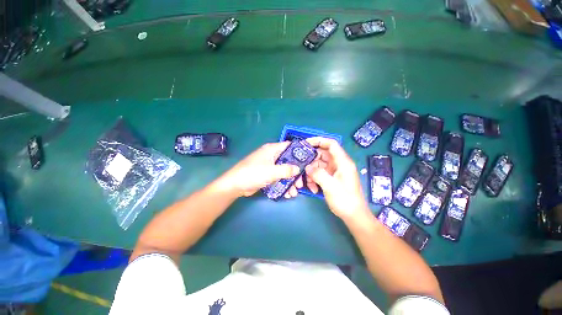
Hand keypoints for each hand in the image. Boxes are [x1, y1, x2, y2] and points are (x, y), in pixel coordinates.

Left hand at [221, 142, 300, 196]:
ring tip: (294, 192)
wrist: (235, 185)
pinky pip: (278, 177)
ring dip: (290, 181)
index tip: (309, 161)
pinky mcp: (266, 174)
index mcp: (272, 149)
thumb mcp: (272, 171)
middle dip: (295, 173)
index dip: (300, 152)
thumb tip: (298, 169)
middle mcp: (271, 155)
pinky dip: (283, 184)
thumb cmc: (253, 174)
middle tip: (300, 184)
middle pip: (288, 161)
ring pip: (284, 171)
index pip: (289, 146)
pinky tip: (287, 194)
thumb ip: (286, 169)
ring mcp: (269, 165)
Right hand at [304, 137, 370, 219]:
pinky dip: (315, 179)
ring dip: (312, 173)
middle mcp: (339, 164)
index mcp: (343, 162)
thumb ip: (318, 174)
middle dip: (311, 161)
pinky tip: (313, 188)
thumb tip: (307, 167)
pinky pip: (320, 173)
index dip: (319, 140)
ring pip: (319, 165)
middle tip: (302, 167)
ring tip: (309, 183)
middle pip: (322, 155)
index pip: (332, 144)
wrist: (353, 216)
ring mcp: (335, 171)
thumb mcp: (330, 186)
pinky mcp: (331, 178)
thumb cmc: (345, 200)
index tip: (306, 143)